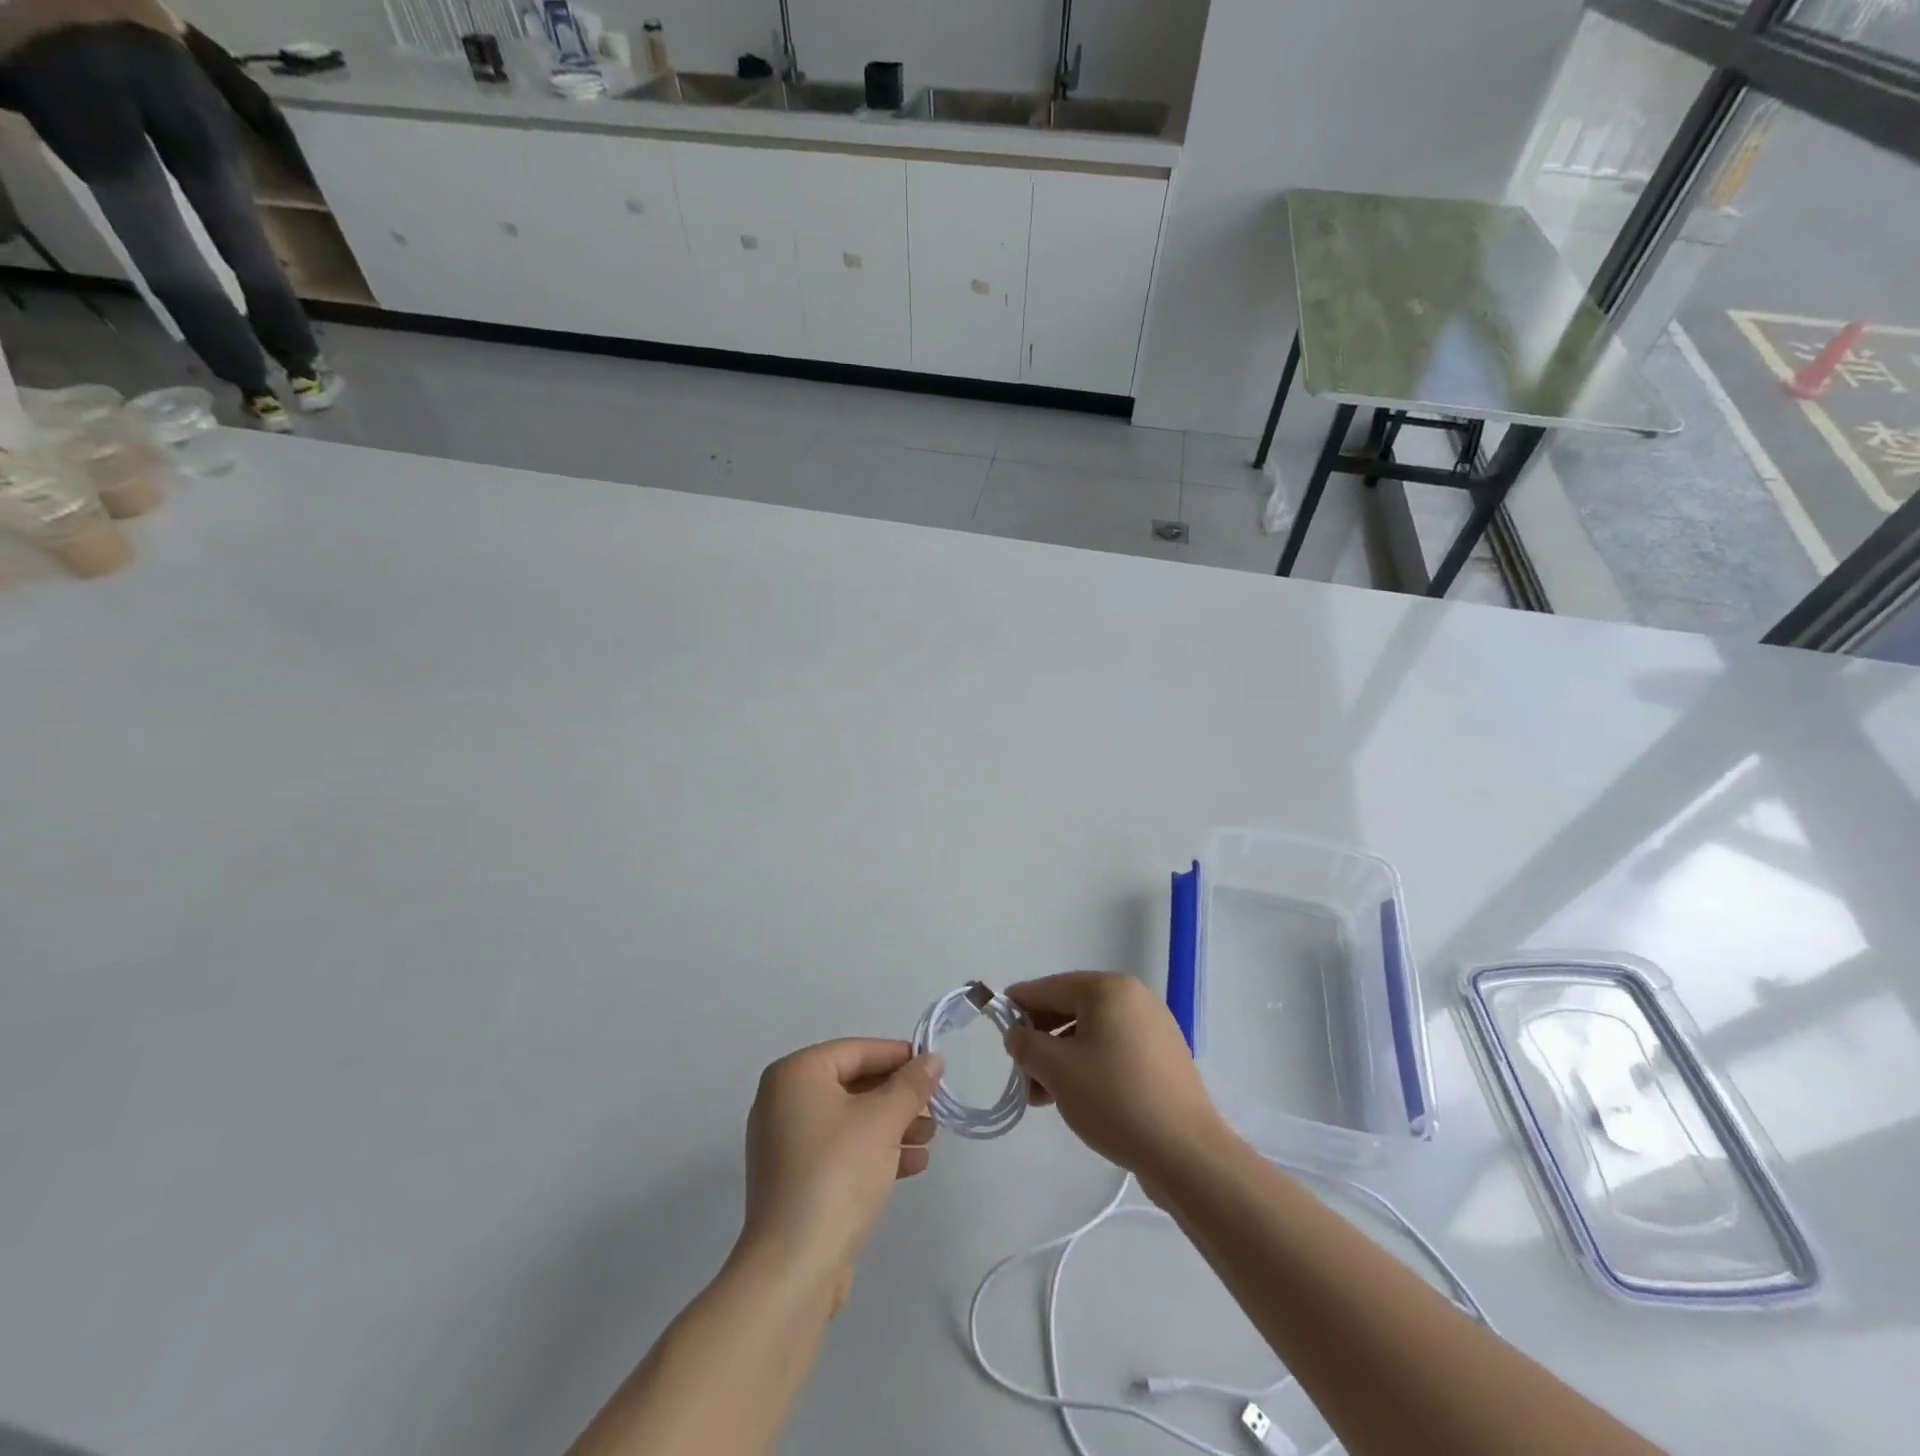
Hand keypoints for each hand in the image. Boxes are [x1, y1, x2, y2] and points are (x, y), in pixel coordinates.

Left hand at [737, 1039, 941, 1311]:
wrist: (793, 1268)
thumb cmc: (837, 1173)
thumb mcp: (882, 1121)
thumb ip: (911, 1085)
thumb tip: (932, 1059)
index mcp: (795, 1074)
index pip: (856, 1051)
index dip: (899, 1057)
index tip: (934, 1069)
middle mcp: (783, 1101)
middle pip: (853, 1084)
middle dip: (898, 1097)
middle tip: (936, 1108)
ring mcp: (786, 1143)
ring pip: (850, 1119)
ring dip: (892, 1125)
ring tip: (930, 1139)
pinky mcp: (795, 1179)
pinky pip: (840, 1150)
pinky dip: (874, 1151)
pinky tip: (913, 1164)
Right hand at [1003, 973, 1229, 1189]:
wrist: (1186, 1152)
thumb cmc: (1114, 1099)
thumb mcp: (1057, 1070)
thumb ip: (1027, 1045)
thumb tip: (1017, 1034)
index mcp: (1108, 989)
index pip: (1050, 987)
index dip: (1019, 1003)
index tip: (997, 1020)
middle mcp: (1134, 998)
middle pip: (1072, 1008)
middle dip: (1041, 1038)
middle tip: (1019, 1069)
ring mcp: (1153, 1027)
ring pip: (1092, 1033)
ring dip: (1062, 1057)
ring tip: (1040, 1096)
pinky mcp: (1164, 1058)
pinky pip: (1114, 1050)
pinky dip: (1089, 1065)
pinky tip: (1074, 1097)